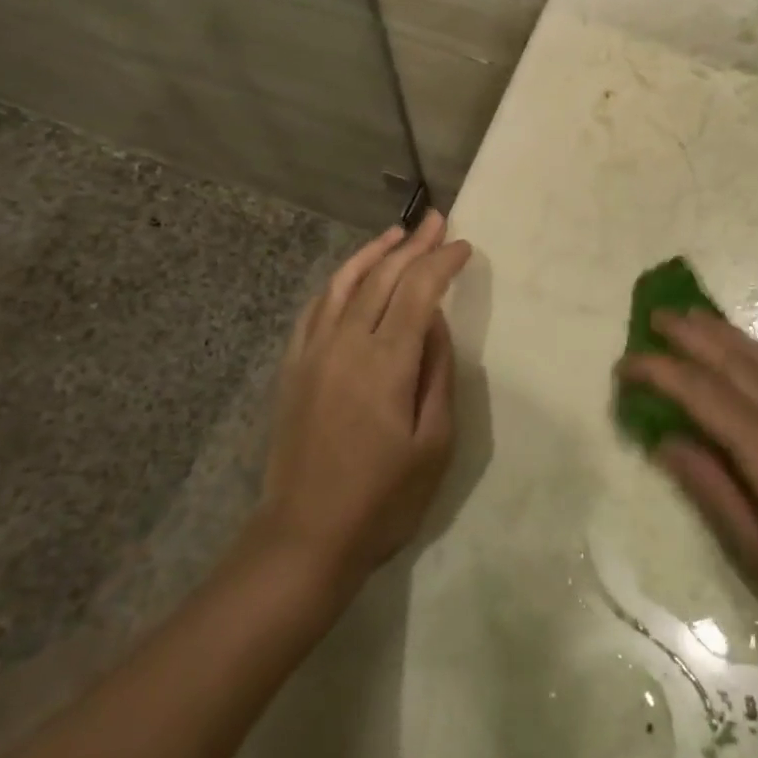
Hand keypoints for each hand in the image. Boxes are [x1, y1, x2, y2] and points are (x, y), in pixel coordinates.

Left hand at [256, 212, 471, 594]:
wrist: (304, 537)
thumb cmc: (382, 499)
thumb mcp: (434, 444)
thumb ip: (437, 373)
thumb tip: (436, 322)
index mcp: (386, 362)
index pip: (418, 291)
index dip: (442, 262)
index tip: (464, 246)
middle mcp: (345, 344)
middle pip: (382, 277)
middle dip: (413, 245)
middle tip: (437, 220)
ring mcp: (313, 352)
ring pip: (344, 283)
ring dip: (373, 252)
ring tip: (396, 232)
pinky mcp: (293, 367)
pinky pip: (316, 308)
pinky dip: (338, 281)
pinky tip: (351, 274)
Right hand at [620, 310, 757, 678]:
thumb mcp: (757, 555)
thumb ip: (710, 488)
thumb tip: (665, 440)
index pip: (704, 394)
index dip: (661, 372)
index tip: (626, 364)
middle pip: (738, 362)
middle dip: (693, 335)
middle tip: (657, 317)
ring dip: (730, 335)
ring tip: (698, 319)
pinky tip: (757, 355)